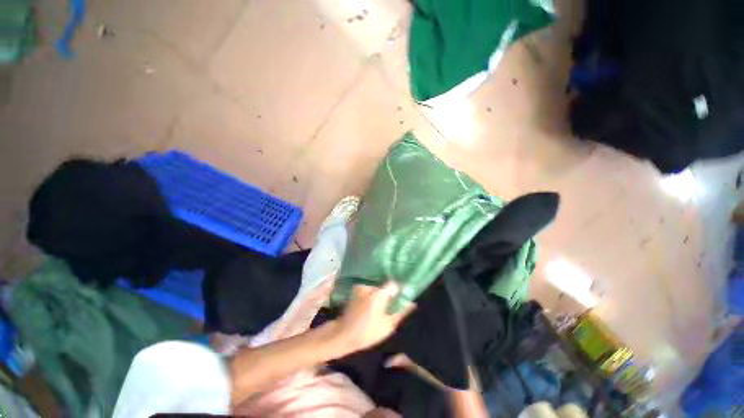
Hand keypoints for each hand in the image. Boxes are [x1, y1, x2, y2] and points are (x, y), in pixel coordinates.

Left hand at [333, 282, 414, 352]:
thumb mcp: (388, 325)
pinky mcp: (355, 291)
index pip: (394, 284)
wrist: (343, 335)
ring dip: (379, 294)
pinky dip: (371, 294)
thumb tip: (412, 303)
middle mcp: (370, 286)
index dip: (398, 290)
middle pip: (384, 286)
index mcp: (379, 293)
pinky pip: (368, 289)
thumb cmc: (367, 332)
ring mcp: (361, 287)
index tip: (401, 297)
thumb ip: (401, 312)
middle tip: (389, 304)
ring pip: (376, 288)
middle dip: (388, 293)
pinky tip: (370, 305)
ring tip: (379, 306)